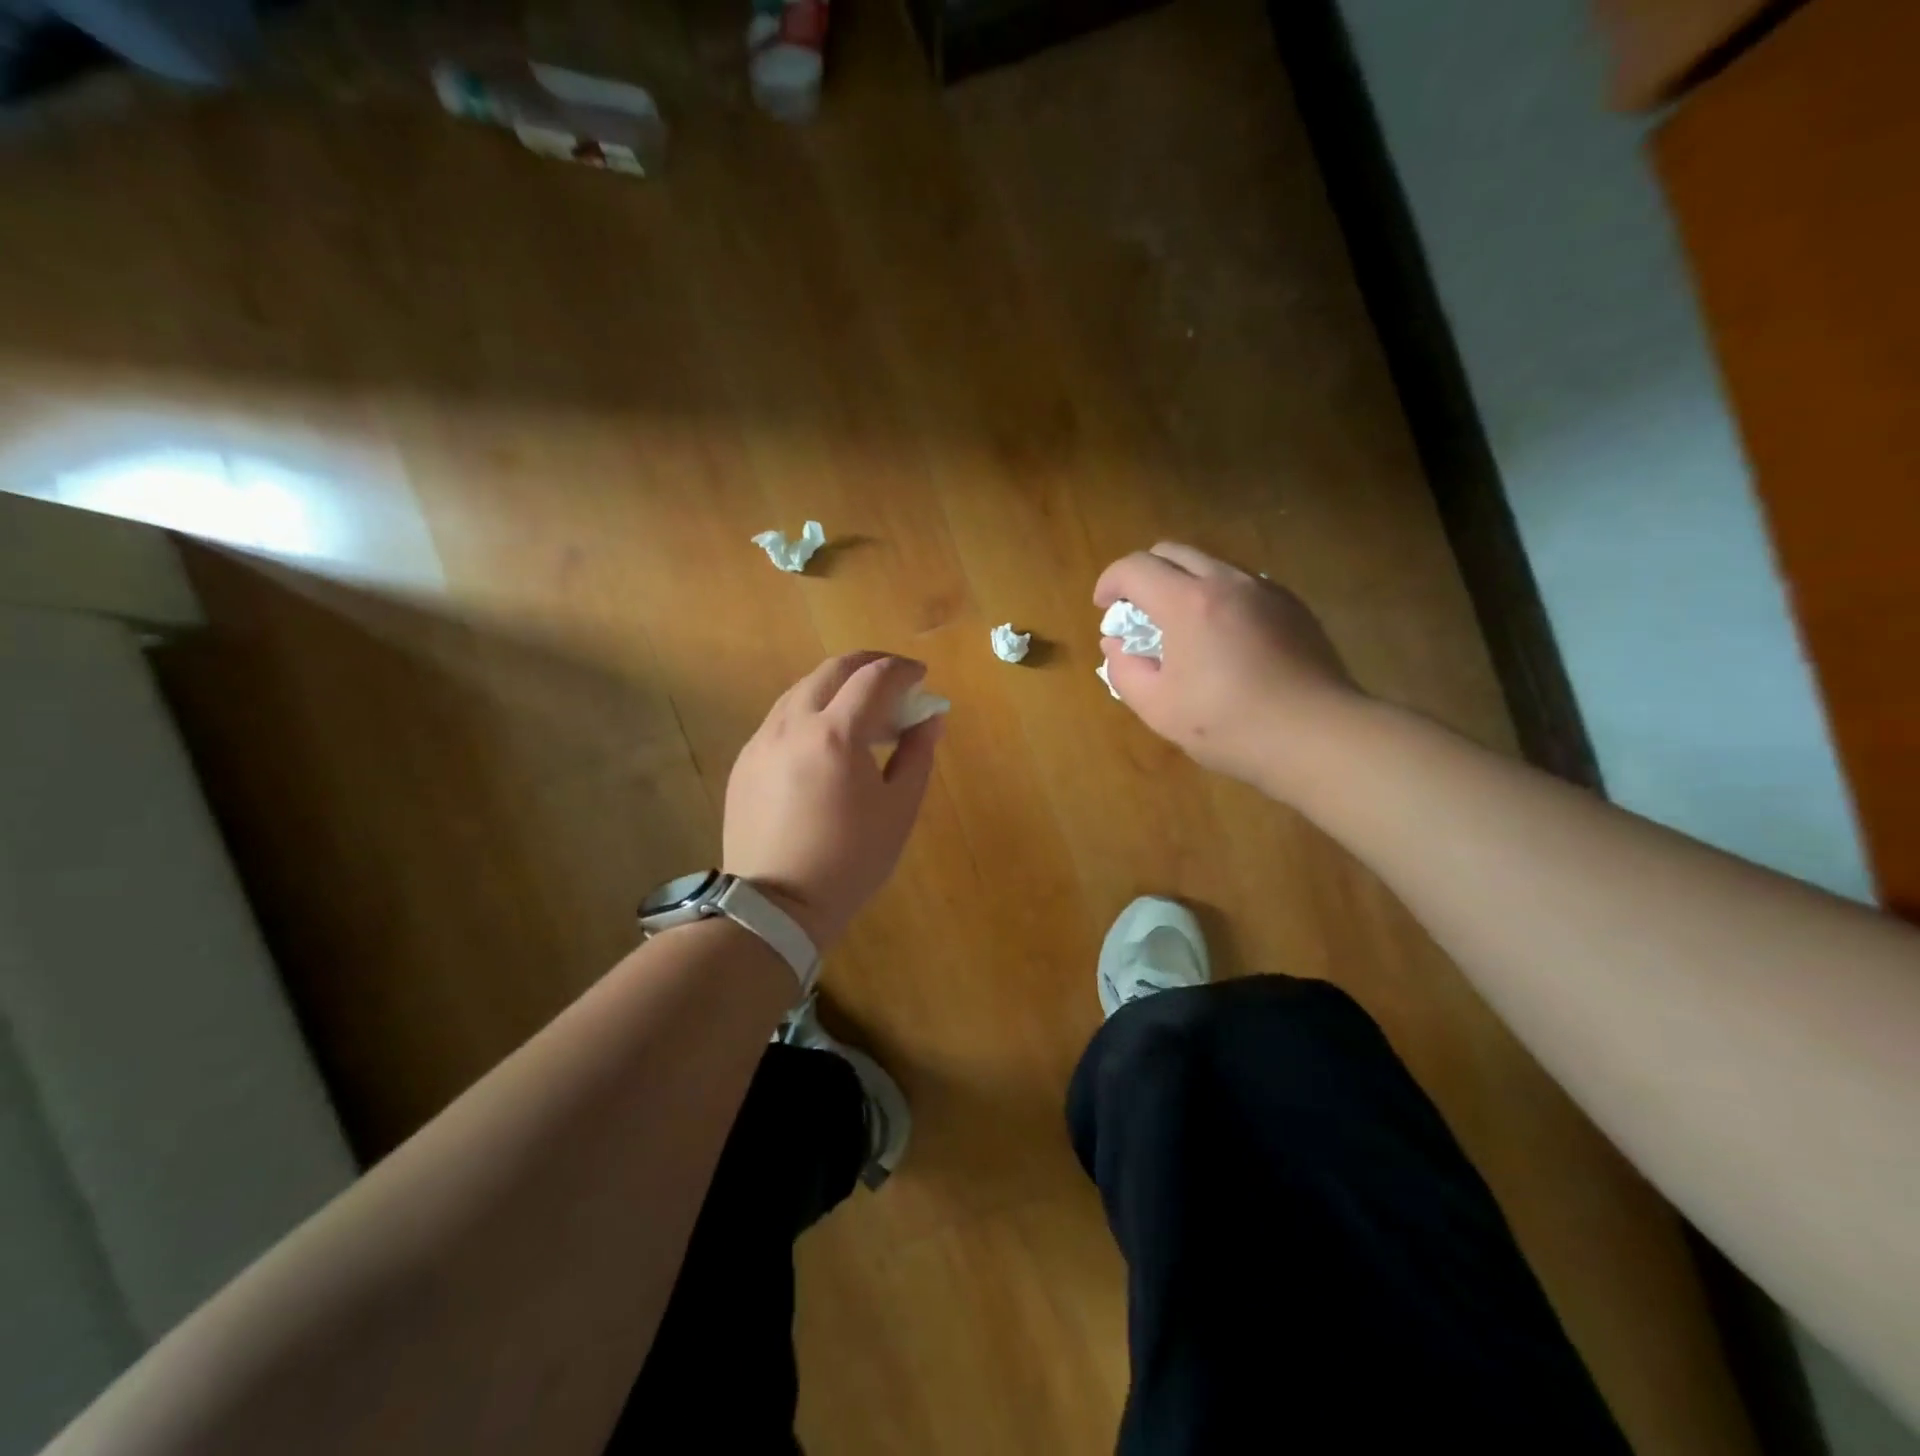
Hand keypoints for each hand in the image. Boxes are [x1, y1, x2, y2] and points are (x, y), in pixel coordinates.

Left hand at [724, 652, 943, 950]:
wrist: (776, 906)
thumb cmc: (850, 861)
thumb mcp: (898, 810)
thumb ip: (918, 754)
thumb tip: (930, 717)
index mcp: (836, 734)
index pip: (874, 678)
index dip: (903, 670)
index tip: (922, 676)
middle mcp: (793, 724)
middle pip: (832, 670)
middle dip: (868, 663)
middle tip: (894, 678)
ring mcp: (762, 740)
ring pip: (802, 689)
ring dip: (837, 686)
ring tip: (862, 710)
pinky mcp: (745, 761)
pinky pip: (781, 717)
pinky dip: (810, 711)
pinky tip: (825, 739)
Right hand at [1094, 543, 1360, 794]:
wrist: (1317, 736)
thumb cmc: (1229, 725)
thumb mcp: (1158, 708)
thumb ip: (1124, 670)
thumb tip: (1116, 645)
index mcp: (1188, 602)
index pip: (1135, 567)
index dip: (1110, 582)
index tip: (1104, 609)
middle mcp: (1227, 581)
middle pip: (1172, 552)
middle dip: (1143, 575)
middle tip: (1137, 613)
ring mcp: (1265, 590)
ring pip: (1210, 565)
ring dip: (1182, 584)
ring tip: (1180, 628)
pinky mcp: (1292, 606)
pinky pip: (1242, 585)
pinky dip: (1217, 597)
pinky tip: (1222, 639)